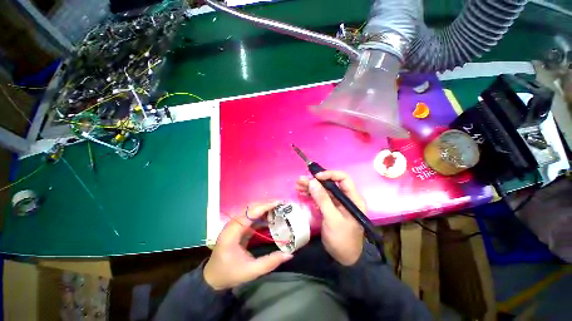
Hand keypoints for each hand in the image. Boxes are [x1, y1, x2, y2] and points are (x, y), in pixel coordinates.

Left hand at [203, 202, 292, 289]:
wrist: (212, 278)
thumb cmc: (230, 274)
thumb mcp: (251, 271)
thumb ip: (270, 262)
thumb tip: (289, 254)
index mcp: (232, 233)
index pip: (249, 214)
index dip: (264, 206)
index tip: (278, 203)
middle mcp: (232, 225)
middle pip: (250, 208)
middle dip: (266, 204)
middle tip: (281, 203)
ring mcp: (234, 225)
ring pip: (250, 210)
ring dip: (264, 207)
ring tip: (277, 207)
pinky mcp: (237, 227)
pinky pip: (250, 216)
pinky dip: (261, 214)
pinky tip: (269, 216)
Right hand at [296, 171, 364, 265]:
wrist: (343, 258)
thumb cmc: (342, 239)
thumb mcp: (332, 219)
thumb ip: (323, 199)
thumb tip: (312, 181)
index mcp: (353, 198)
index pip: (343, 178)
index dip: (329, 174)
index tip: (315, 177)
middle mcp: (345, 198)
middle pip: (330, 183)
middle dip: (315, 181)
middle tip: (300, 180)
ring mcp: (336, 203)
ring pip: (323, 190)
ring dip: (310, 186)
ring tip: (297, 185)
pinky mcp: (329, 208)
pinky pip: (319, 197)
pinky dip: (310, 194)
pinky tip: (301, 192)